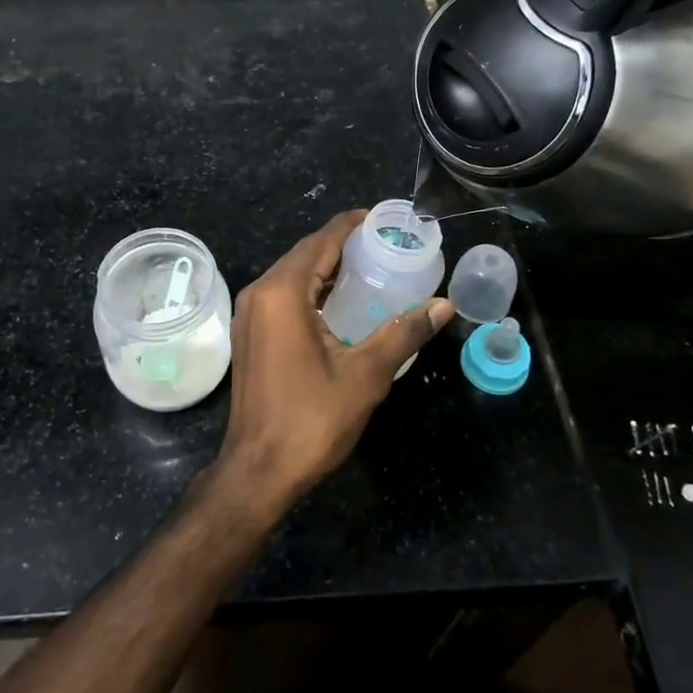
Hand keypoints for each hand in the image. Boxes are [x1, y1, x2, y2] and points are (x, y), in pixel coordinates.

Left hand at [214, 210, 453, 511]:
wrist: (258, 472)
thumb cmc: (312, 419)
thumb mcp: (366, 374)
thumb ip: (404, 333)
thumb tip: (443, 305)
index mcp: (283, 292)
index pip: (322, 240)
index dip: (354, 225)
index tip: (386, 221)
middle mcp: (260, 293)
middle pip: (306, 253)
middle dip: (344, 245)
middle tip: (387, 247)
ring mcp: (250, 314)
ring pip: (292, 274)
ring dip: (327, 268)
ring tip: (371, 269)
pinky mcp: (249, 334)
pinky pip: (283, 295)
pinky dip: (312, 289)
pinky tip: (341, 303)